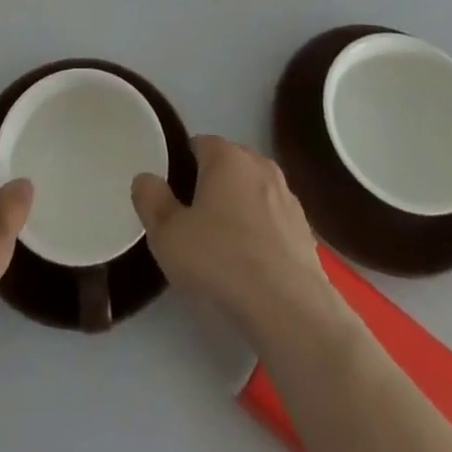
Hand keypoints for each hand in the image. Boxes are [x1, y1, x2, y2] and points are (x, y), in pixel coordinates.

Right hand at [131, 135, 341, 340]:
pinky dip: (262, 232)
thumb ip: (151, 201)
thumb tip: (145, 179)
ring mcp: (287, 195)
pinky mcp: (305, 227)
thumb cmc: (221, 261)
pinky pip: (273, 219)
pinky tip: (253, 265)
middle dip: (211, 185)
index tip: (174, 197)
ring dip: (239, 208)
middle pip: (228, 165)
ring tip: (225, 247)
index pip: (199, 144)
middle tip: (195, 223)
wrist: (288, 308)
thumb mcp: (168, 236)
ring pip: (253, 191)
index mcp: (226, 156)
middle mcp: (259, 164)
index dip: (182, 166)